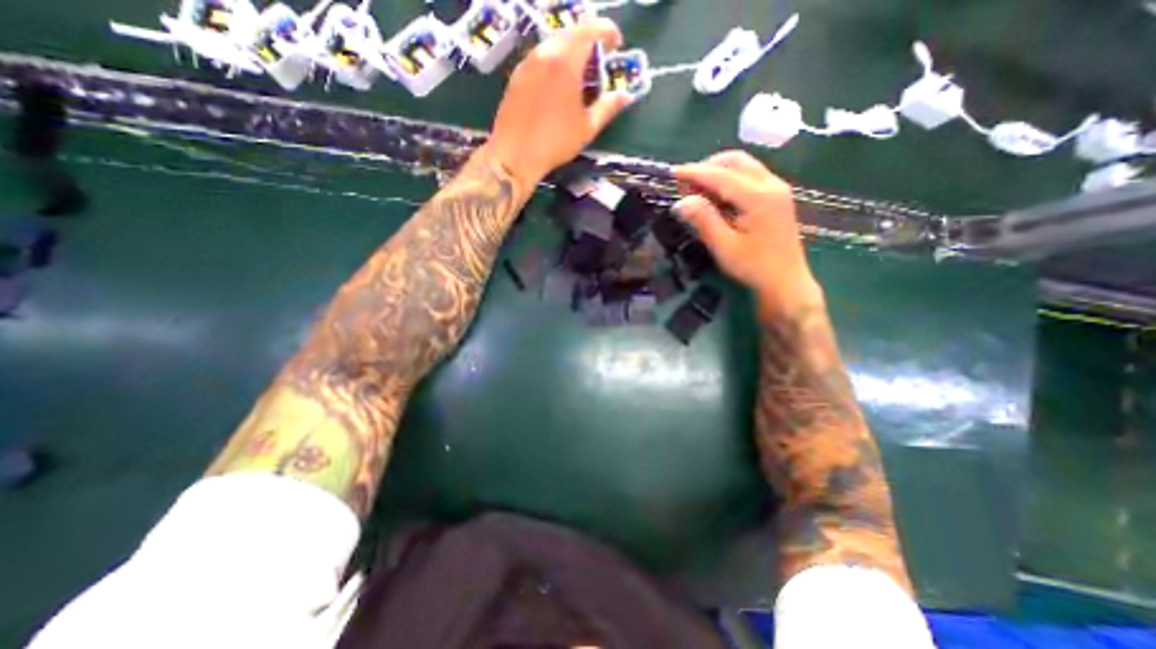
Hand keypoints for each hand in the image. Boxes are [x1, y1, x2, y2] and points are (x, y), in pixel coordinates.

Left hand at [488, 19, 630, 188]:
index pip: (590, 29)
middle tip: (599, 61)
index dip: (607, 31)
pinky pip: (540, 58)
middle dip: (589, 41)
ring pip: (553, 44)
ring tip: (580, 75)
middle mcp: (544, 53)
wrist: (515, 155)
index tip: (616, 45)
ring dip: (571, 52)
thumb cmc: (555, 142)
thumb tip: (625, 96)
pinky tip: (559, 85)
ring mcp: (527, 63)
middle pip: (570, 33)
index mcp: (565, 61)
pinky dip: (555, 62)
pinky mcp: (516, 76)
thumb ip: (607, 107)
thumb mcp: (587, 127)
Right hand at [670, 152, 819, 313]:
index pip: (721, 175)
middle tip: (686, 185)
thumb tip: (681, 202)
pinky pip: (750, 175)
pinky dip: (730, 179)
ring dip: (718, 171)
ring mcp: (777, 188)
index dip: (694, 172)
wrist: (785, 281)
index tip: (672, 173)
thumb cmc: (753, 267)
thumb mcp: (724, 246)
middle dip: (707, 167)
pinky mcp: (777, 196)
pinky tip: (717, 197)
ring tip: (697, 191)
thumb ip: (703, 220)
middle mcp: (771, 184)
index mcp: (758, 196)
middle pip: (736, 161)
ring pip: (744, 166)